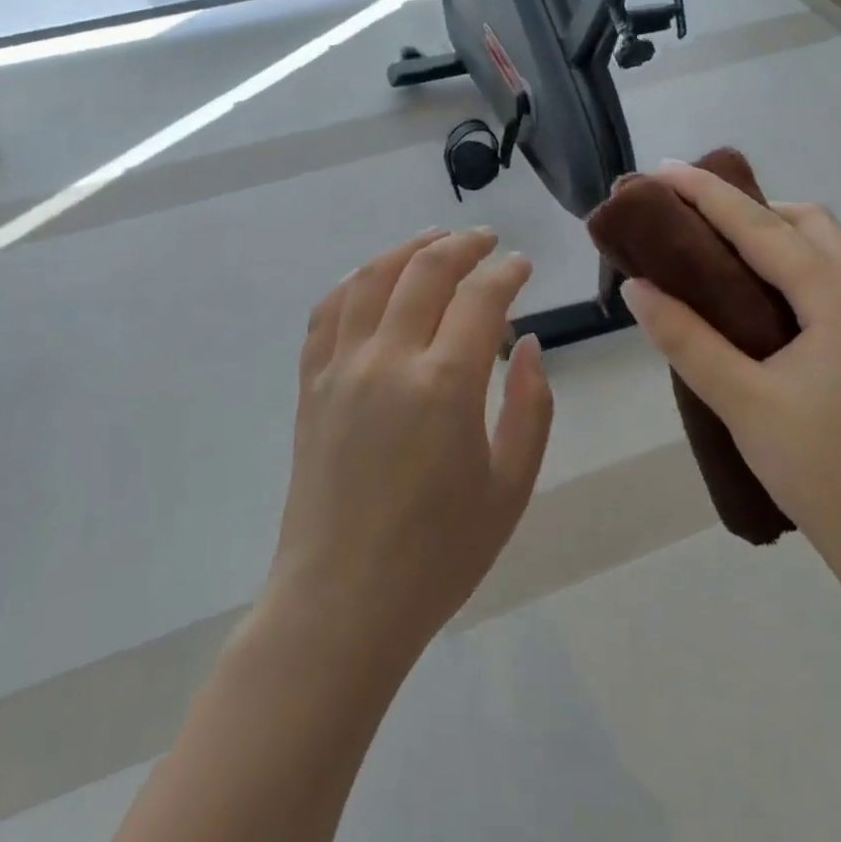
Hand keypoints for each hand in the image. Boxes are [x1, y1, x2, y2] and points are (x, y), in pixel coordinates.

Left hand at [268, 228, 554, 667]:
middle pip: (424, 270)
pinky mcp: (311, 385)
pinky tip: (371, 280)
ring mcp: (340, 368)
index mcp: (444, 385)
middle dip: (462, 245)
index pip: (480, 297)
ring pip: (371, 278)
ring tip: (433, 240)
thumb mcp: (510, 488)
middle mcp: (387, 359)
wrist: (342, 601)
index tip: (522, 266)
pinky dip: (354, 283)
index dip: (507, 272)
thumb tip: (529, 346)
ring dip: (406, 249)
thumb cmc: (438, 555)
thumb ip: (530, 407)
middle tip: (486, 241)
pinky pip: (327, 313)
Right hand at [620, 164, 840, 597]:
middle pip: (810, 224)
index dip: (709, 195)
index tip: (662, 170)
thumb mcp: (742, 402)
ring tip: (717, 251)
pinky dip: (793, 268)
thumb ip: (686, 339)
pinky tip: (758, 297)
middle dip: (749, 207)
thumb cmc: (824, 473)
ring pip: (829, 251)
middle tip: (691, 216)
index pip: (765, 229)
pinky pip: (836, 282)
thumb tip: (637, 287)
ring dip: (775, 236)